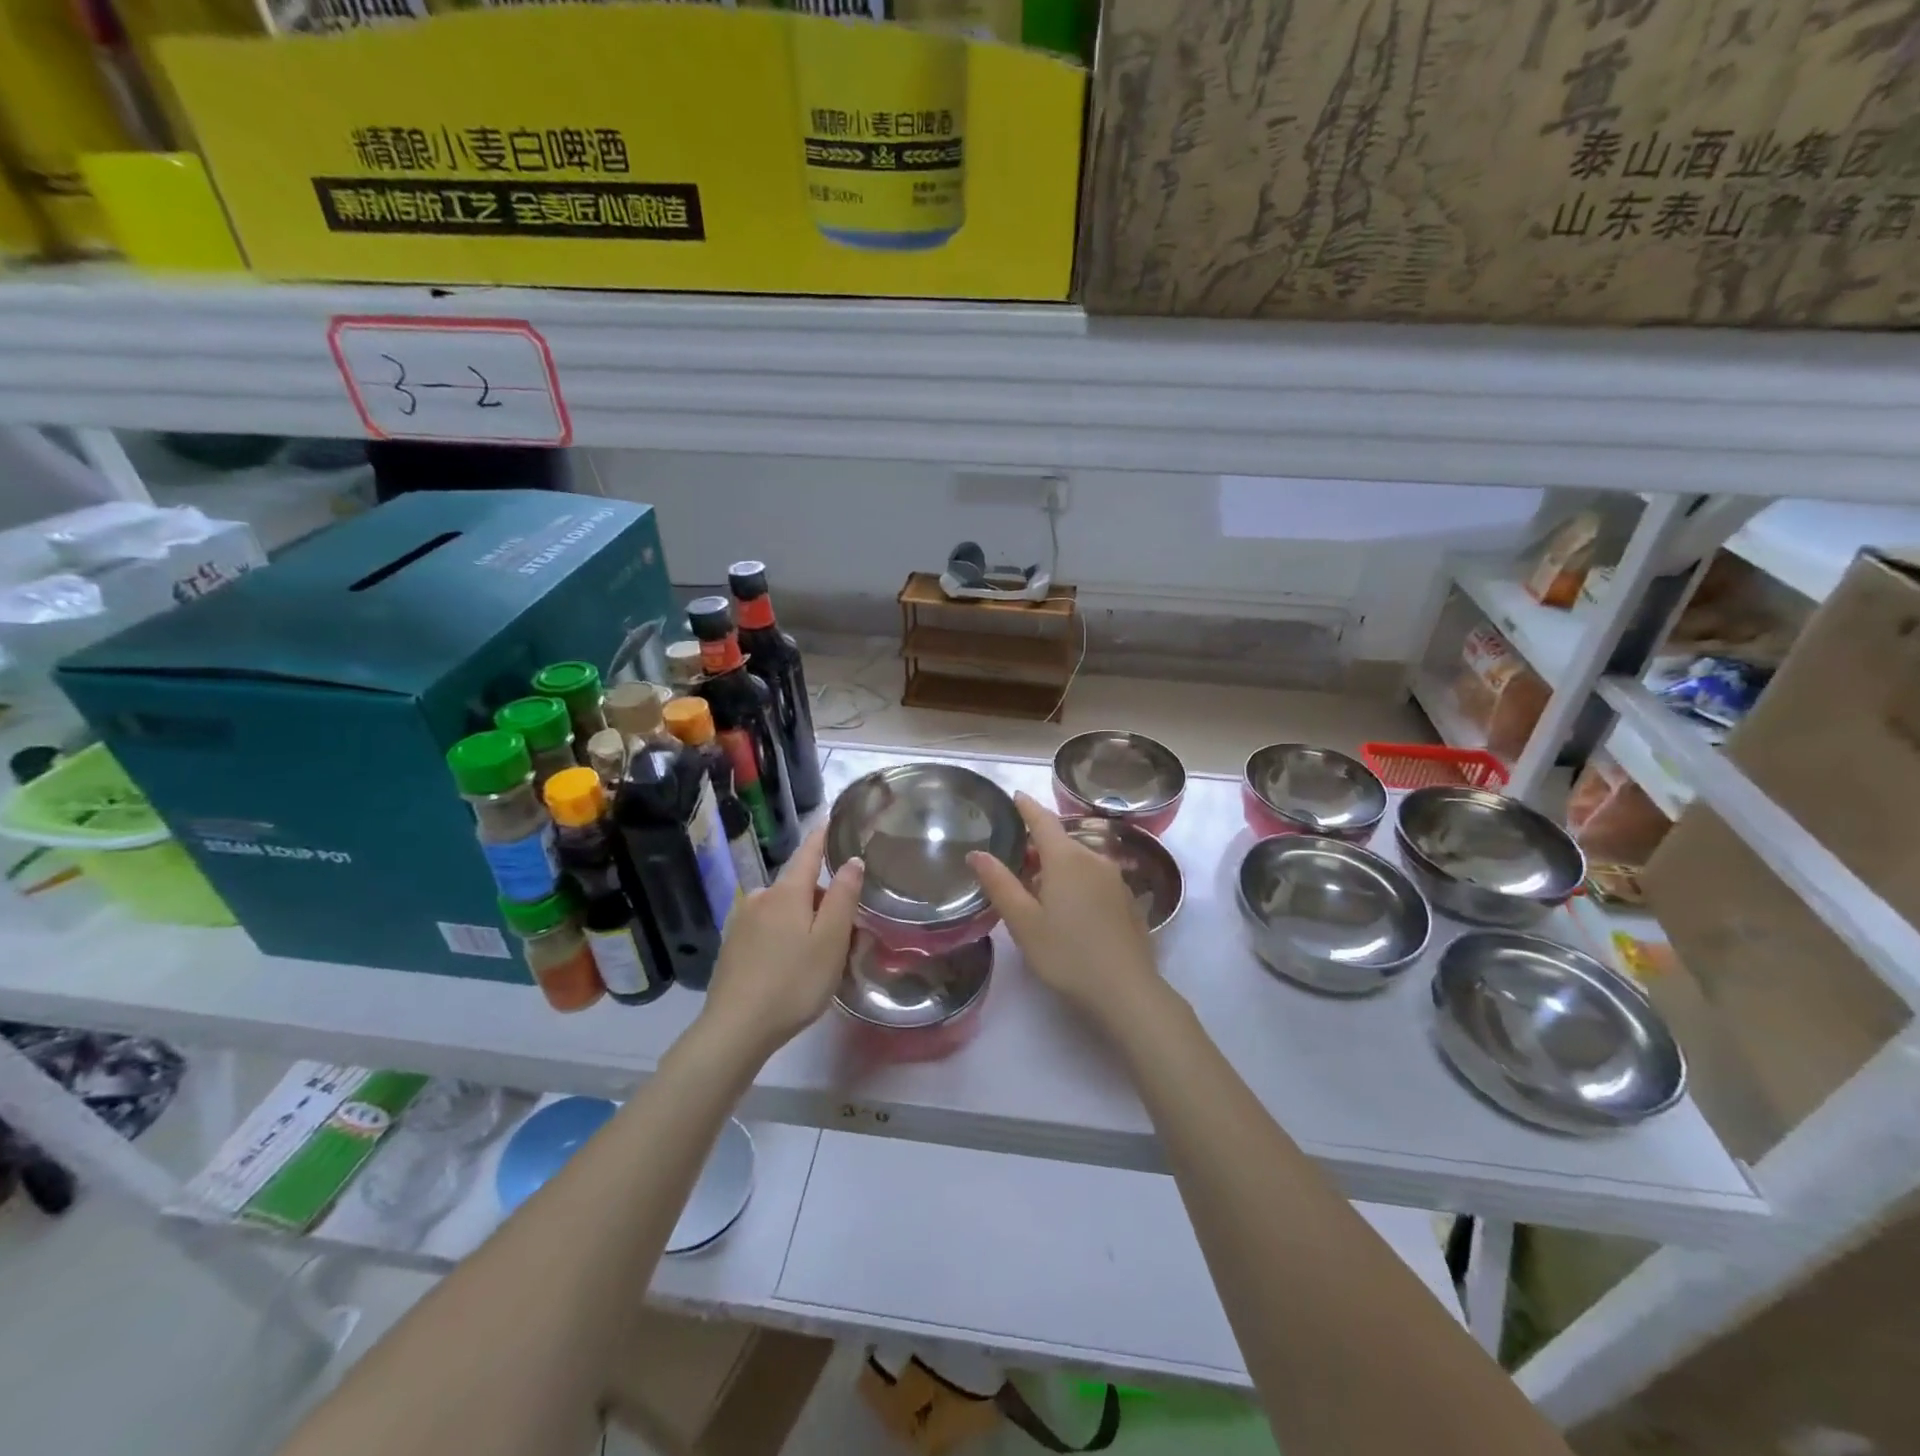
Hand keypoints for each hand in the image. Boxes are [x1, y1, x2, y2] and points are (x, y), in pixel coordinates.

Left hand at [700, 828, 862, 1056]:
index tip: (833, 819)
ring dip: (804, 920)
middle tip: (847, 929)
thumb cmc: (793, 982)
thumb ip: (844, 897)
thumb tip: (852, 860)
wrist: (735, 1029)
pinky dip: (785, 935)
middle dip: (823, 897)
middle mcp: (760, 897)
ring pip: (784, 909)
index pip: (809, 852)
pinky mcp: (732, 946)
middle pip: (799, 885)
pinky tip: (792, 965)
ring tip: (822, 954)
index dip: (823, 835)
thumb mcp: (831, 941)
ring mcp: (742, 922)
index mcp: (786, 892)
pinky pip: (768, 928)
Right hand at [968, 792, 1157, 1020]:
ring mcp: (1115, 880)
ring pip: (1079, 861)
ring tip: (1035, 889)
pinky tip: (1067, 909)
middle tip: (1012, 861)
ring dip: (1056, 866)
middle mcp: (1094, 859)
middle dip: (1037, 845)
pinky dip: (1075, 881)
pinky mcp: (1127, 900)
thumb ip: (1000, 884)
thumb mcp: (1024, 922)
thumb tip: (977, 853)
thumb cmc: (1067, 954)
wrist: (1127, 991)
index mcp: (1066, 859)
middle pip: (1061, 841)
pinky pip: (1094, 878)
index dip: (1027, 807)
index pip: (1043, 820)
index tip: (1015, 796)